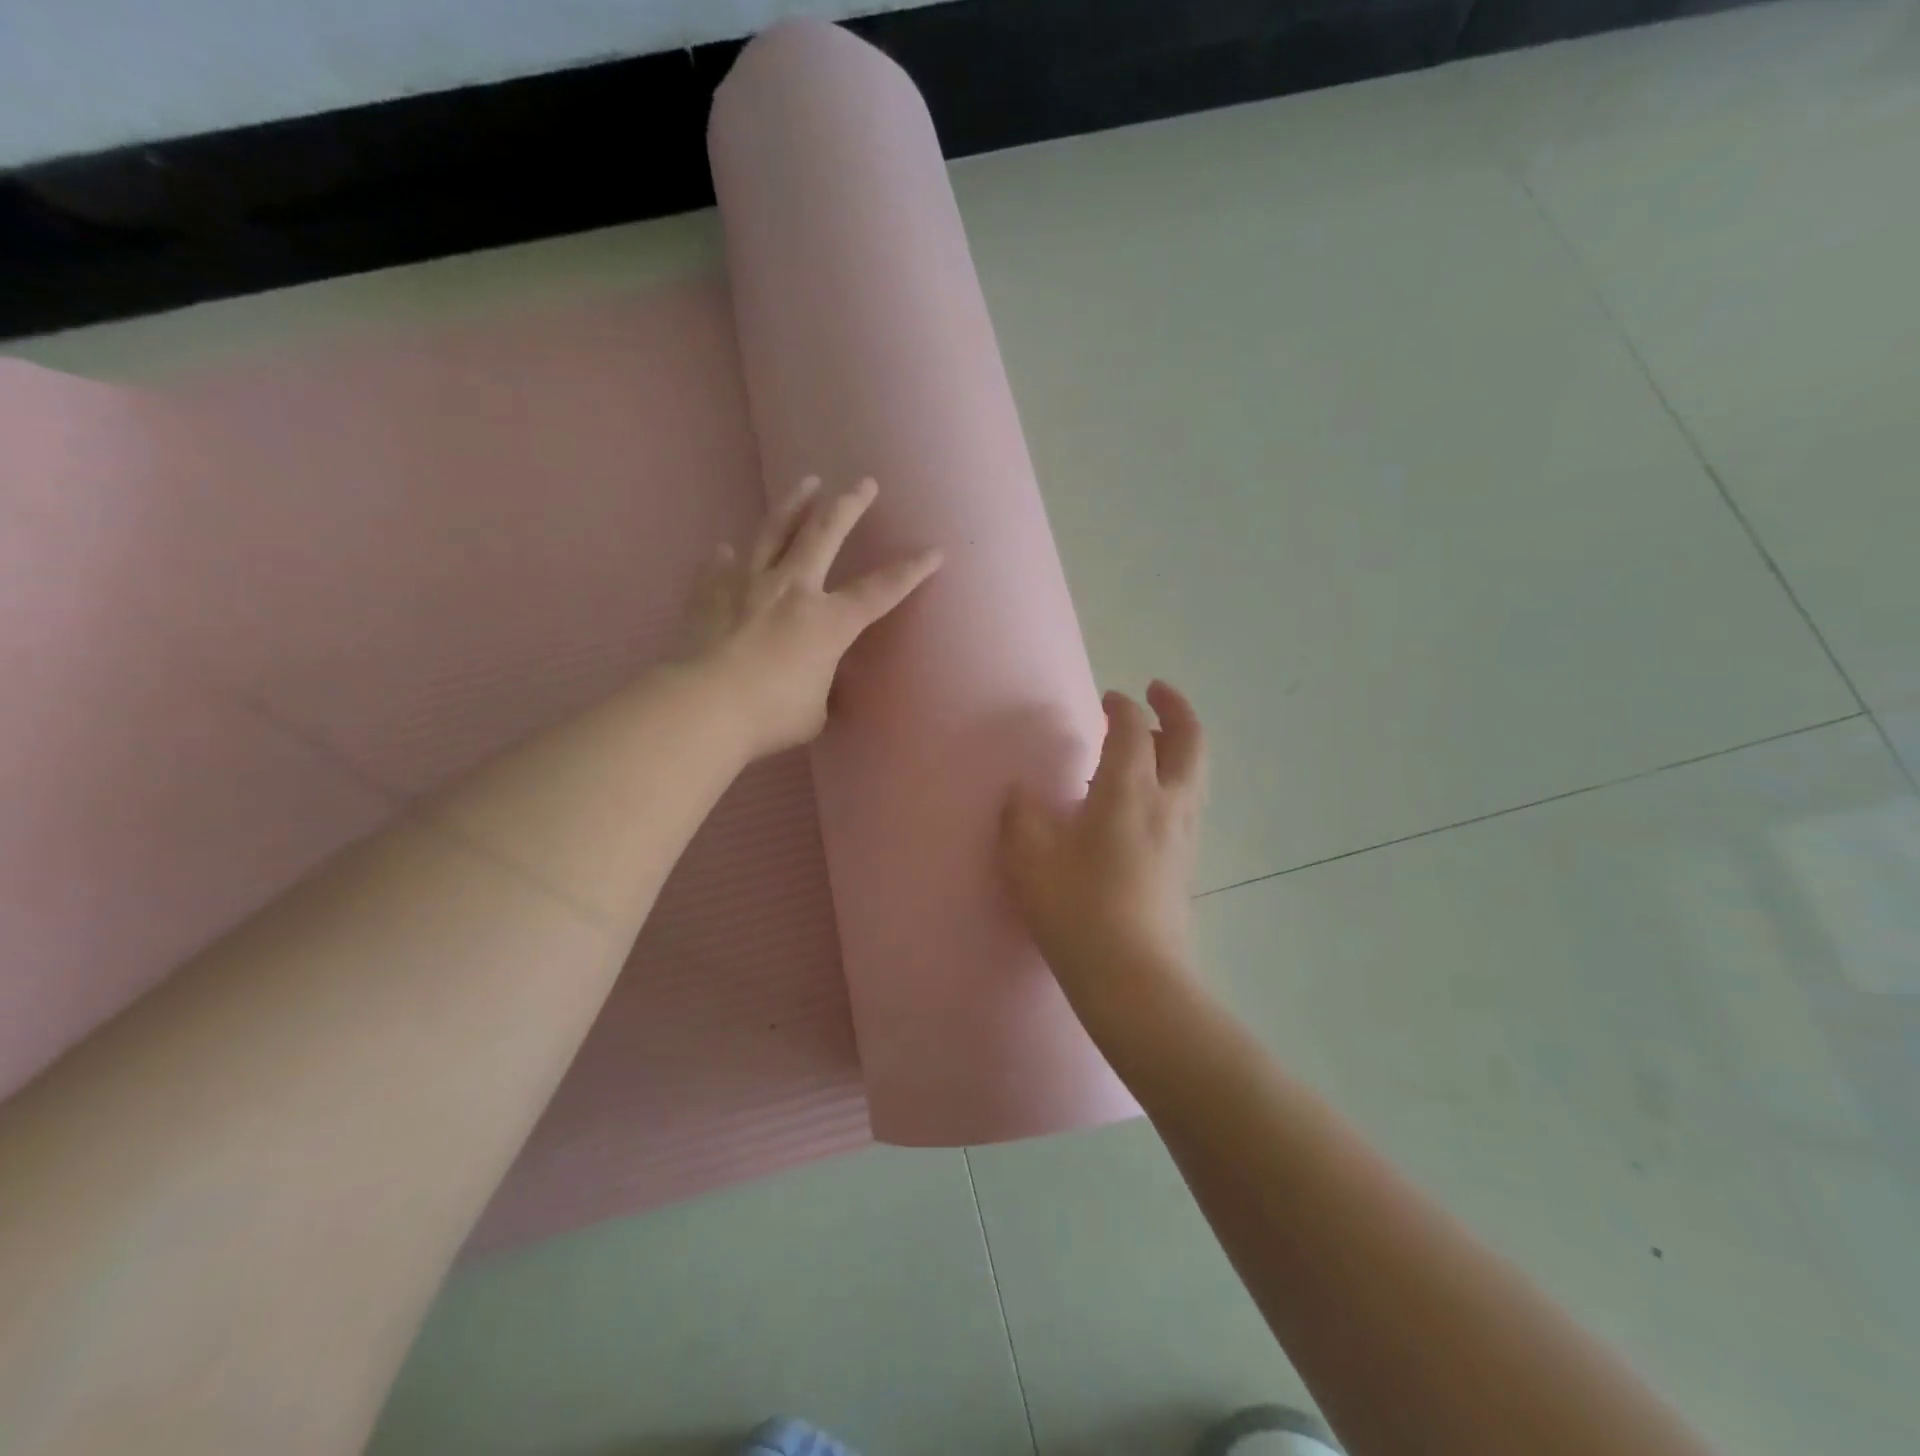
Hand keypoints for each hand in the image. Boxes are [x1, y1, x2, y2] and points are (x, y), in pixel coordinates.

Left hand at [679, 475, 940, 760]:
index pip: (880, 591)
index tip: (934, 551)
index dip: (911, 571)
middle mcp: (793, 590)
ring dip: (795, 505)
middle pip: (825, 534)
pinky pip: (720, 567)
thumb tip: (816, 683)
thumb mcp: (814, 711)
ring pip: (774, 532)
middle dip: (850, 506)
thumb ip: (821, 688)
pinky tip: (724, 548)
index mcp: (828, 622)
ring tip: (808, 483)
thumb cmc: (771, 715)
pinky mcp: (710, 594)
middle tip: (864, 483)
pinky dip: (726, 558)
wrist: (704, 708)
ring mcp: (748, 586)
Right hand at [1000, 681, 1207, 1031]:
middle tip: (1157, 691)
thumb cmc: (1078, 909)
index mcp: (1129, 790)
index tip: (1108, 700)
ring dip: (1178, 744)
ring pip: (1195, 773)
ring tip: (1151, 742)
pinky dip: (1174, 779)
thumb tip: (1023, 794)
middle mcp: (1167, 803)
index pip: (1133, 729)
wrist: (1134, 976)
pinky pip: (1187, 802)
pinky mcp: (1187, 864)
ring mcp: (1184, 835)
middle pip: (1190, 741)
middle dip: (1176, 709)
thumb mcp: (1030, 858)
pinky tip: (1144, 800)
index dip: (1121, 708)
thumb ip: (1022, 815)